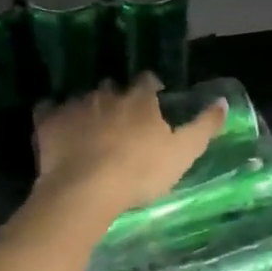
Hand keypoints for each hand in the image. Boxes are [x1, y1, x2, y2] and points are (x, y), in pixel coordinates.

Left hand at [33, 75, 227, 223]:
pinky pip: (49, 109)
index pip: (148, 81)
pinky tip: (58, 128)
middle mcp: (107, 94)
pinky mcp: (48, 121)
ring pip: (84, 98)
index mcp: (140, 99)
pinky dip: (55, 116)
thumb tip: (223, 101)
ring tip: (91, 129)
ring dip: (89, 108)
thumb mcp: (184, 153)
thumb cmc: (140, 172)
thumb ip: (204, 126)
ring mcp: (75, 105)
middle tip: (122, 121)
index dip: (152, 90)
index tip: (155, 102)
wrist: (86, 189)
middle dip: (119, 99)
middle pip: (115, 87)